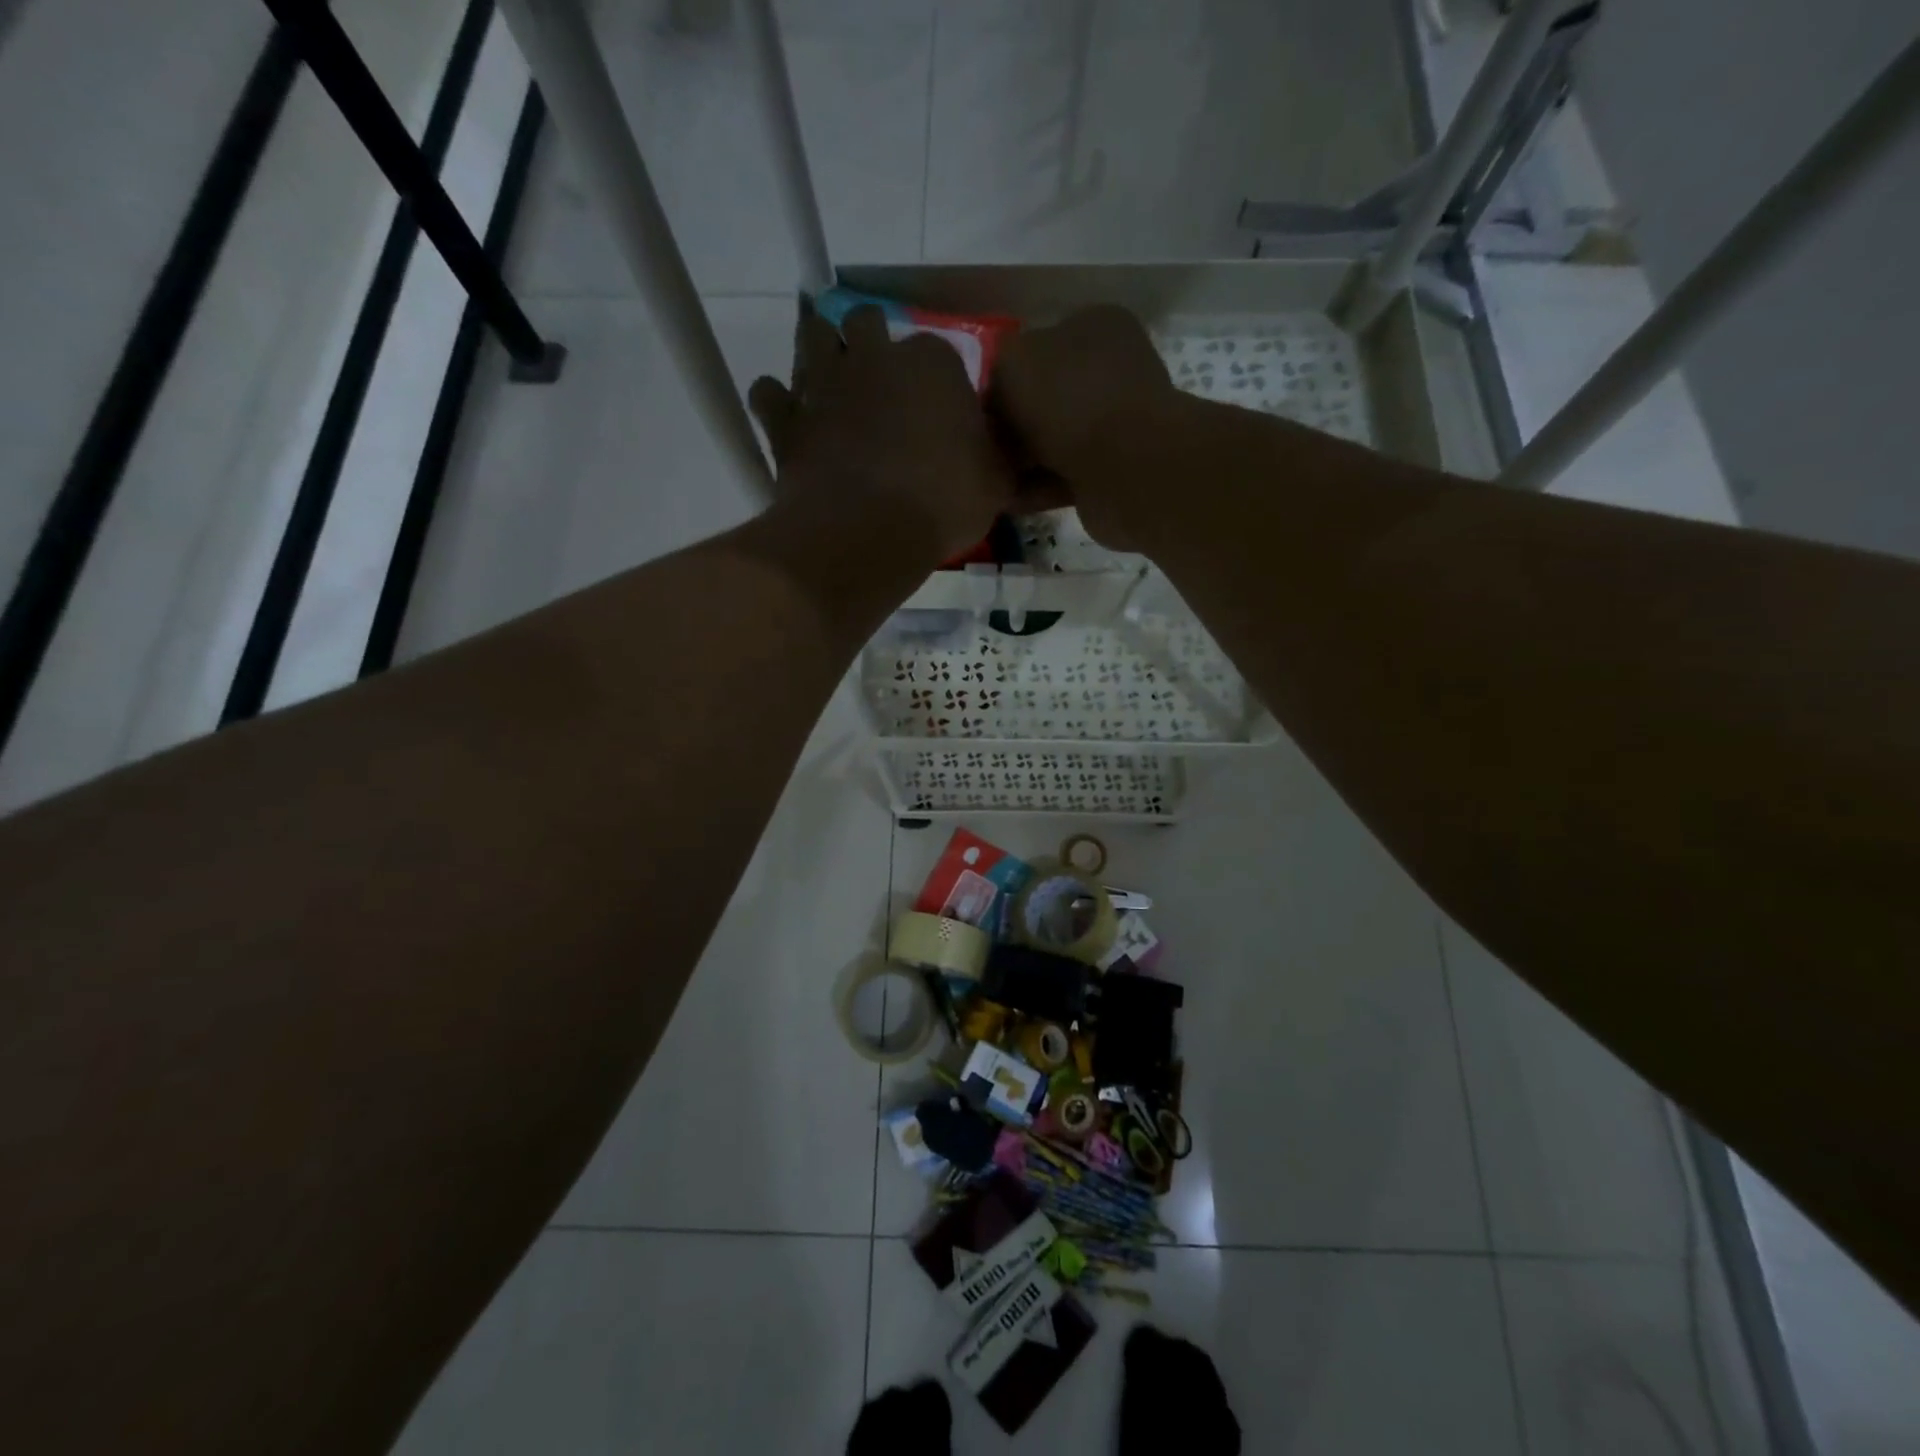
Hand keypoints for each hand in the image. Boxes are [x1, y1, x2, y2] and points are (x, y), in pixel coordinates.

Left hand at [749, 301, 1012, 563]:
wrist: (869, 531)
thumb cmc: (944, 502)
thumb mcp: (996, 485)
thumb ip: (1000, 462)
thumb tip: (1011, 461)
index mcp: (933, 362)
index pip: (937, 351)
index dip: (935, 379)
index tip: (938, 410)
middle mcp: (874, 356)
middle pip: (865, 321)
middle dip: (870, 343)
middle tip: (880, 385)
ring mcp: (823, 382)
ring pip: (812, 337)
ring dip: (821, 354)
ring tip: (833, 386)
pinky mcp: (785, 418)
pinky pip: (768, 392)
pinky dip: (776, 402)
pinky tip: (789, 419)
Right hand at [989, 306, 1184, 550]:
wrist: (1126, 468)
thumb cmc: (1068, 401)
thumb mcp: (1012, 362)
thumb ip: (995, 370)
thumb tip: (994, 399)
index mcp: (1094, 325)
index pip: (1033, 347)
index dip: (998, 379)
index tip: (972, 411)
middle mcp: (1108, 370)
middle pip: (1041, 399)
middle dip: (1008, 426)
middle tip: (976, 449)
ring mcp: (1114, 423)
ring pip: (1050, 442)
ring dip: (1018, 462)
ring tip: (985, 478)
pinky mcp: (1111, 471)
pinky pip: (1061, 477)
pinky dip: (1034, 489)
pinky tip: (1005, 500)